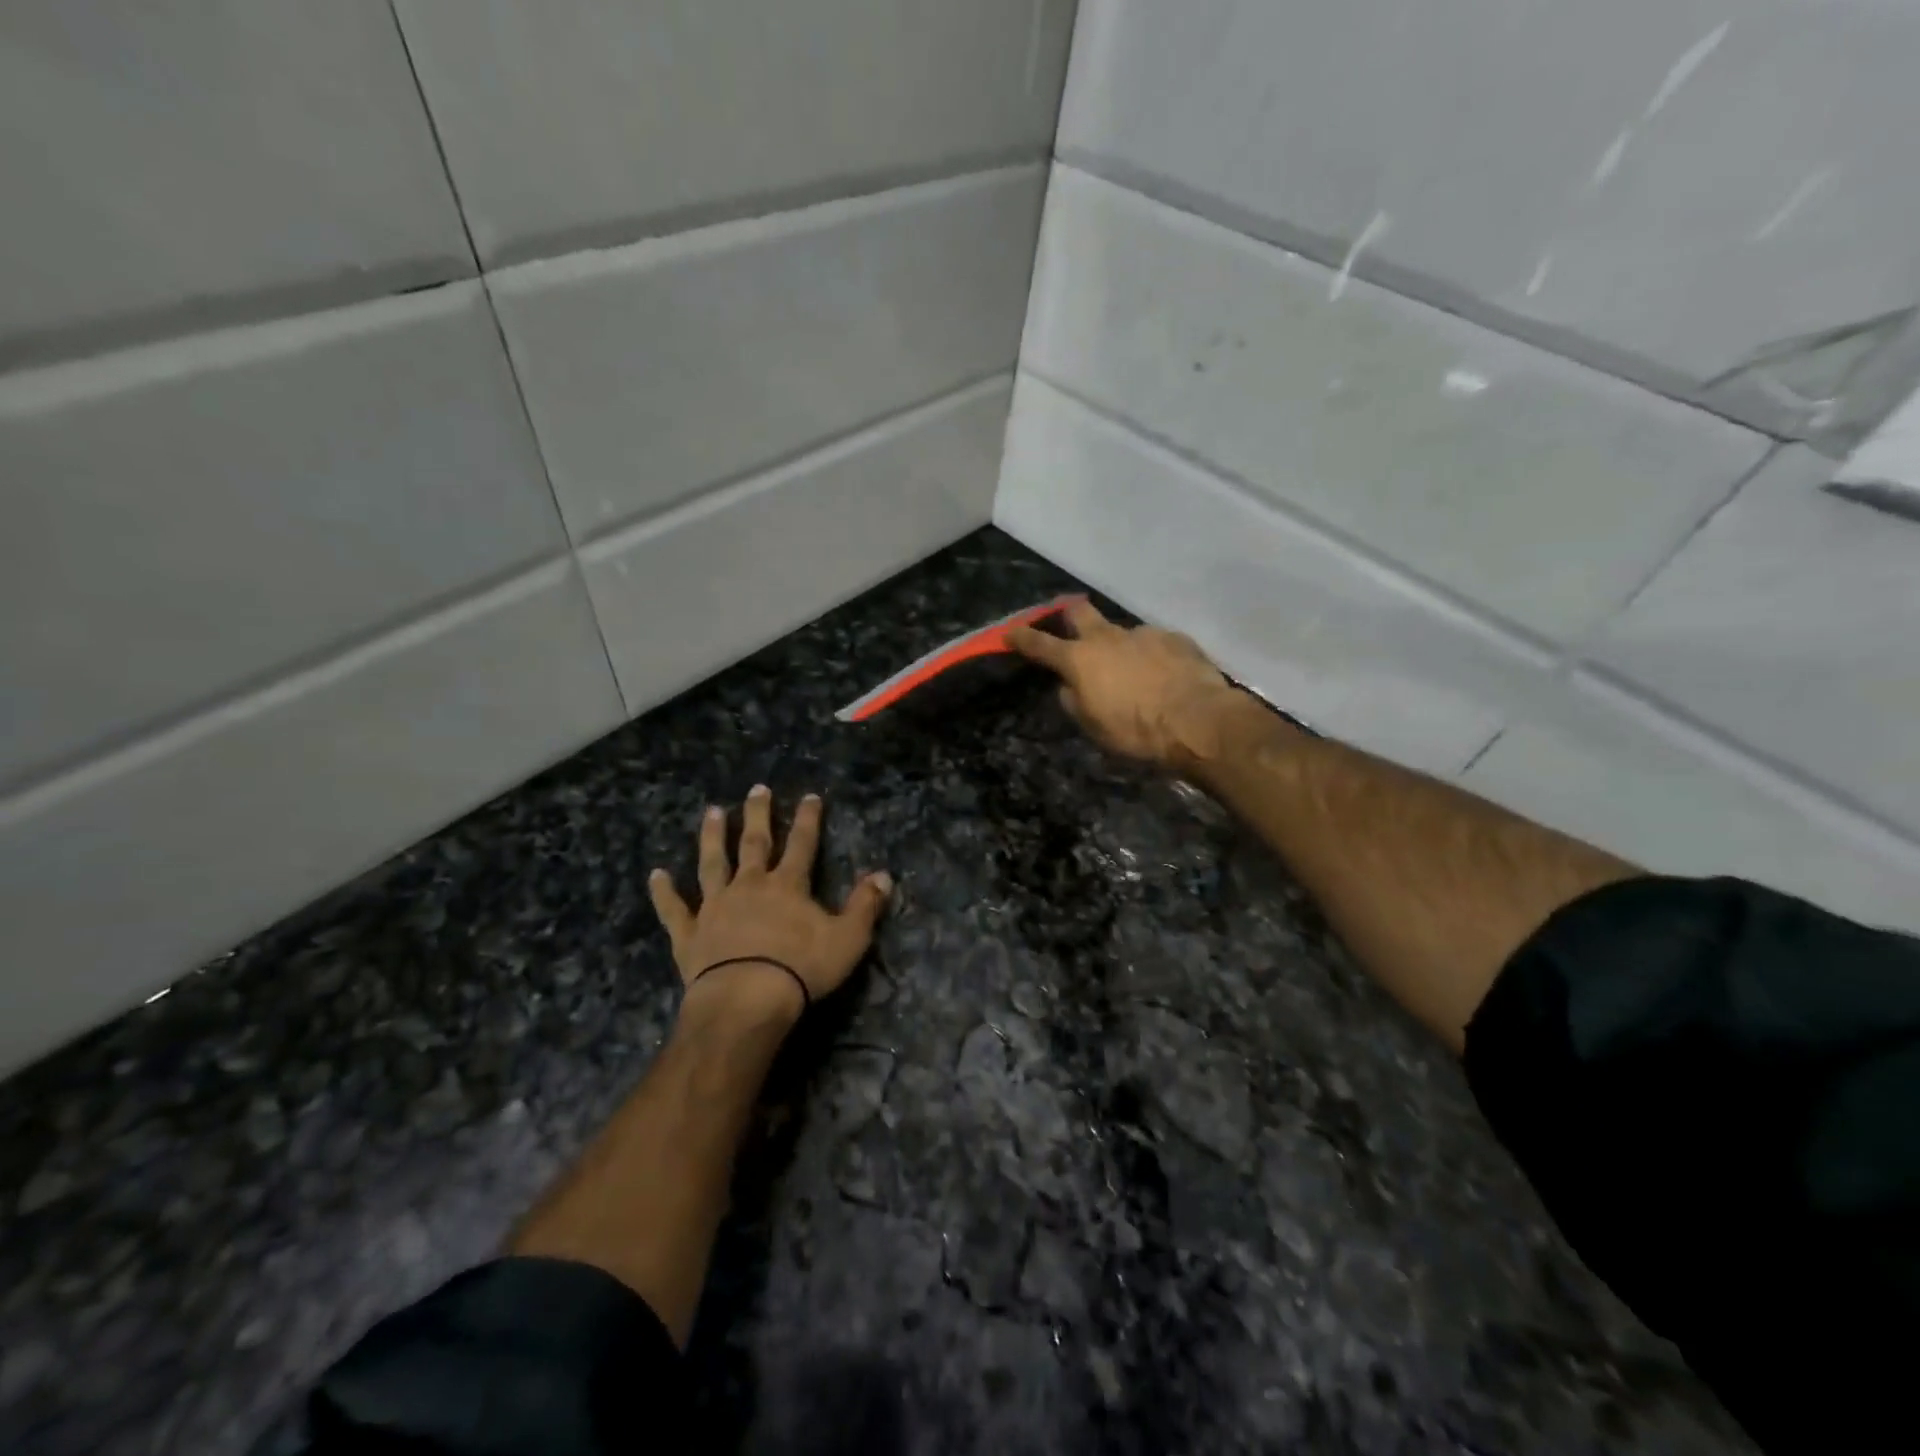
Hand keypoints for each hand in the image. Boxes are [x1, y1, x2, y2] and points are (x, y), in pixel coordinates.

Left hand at [649, 786, 891, 1025]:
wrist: (746, 1000)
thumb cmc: (801, 970)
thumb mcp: (848, 939)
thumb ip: (865, 905)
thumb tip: (884, 875)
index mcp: (788, 886)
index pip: (803, 844)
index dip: (808, 819)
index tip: (810, 796)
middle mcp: (750, 886)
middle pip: (755, 843)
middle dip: (758, 815)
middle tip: (756, 789)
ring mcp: (716, 907)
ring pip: (713, 863)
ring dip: (713, 837)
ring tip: (712, 812)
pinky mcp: (690, 933)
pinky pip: (674, 909)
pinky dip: (664, 892)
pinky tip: (655, 875)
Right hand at [1009, 599, 1240, 768]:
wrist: (1197, 721)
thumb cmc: (1136, 731)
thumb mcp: (1093, 727)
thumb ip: (1075, 701)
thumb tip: (1070, 686)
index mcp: (1080, 660)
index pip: (1040, 644)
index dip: (1022, 637)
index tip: (1009, 632)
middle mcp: (1108, 637)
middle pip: (1079, 611)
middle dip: (1069, 615)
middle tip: (1072, 628)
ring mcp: (1143, 634)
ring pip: (1122, 633)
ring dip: (1120, 648)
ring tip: (1135, 674)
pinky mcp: (1175, 638)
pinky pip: (1154, 643)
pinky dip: (1152, 657)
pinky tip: (1164, 677)